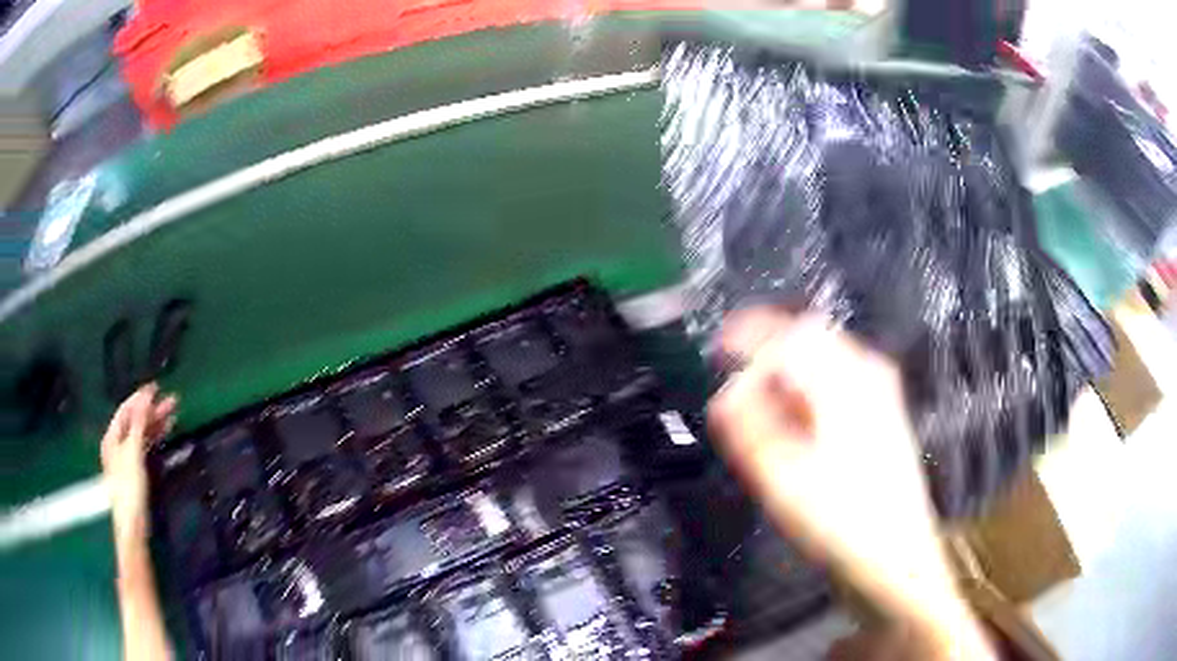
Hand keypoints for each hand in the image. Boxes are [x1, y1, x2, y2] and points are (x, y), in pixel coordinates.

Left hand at [100, 384, 176, 547]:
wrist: (133, 524)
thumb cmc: (129, 487)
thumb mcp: (133, 453)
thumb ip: (138, 424)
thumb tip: (145, 397)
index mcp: (112, 437)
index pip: (126, 410)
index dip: (140, 398)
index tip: (156, 387)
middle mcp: (118, 444)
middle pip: (135, 421)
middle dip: (152, 411)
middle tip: (172, 401)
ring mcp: (127, 458)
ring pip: (142, 433)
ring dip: (156, 423)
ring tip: (173, 414)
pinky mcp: (136, 470)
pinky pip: (145, 446)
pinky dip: (155, 437)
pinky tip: (165, 432)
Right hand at [708, 308, 992, 658]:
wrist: (896, 555)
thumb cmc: (842, 519)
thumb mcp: (784, 477)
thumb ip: (750, 427)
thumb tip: (725, 393)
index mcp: (847, 381)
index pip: (793, 333)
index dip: (750, 336)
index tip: (720, 349)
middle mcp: (868, 375)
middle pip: (810, 340)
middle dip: (769, 358)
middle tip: (740, 389)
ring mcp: (878, 393)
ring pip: (823, 362)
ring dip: (787, 377)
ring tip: (763, 413)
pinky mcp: (880, 414)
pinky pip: (835, 384)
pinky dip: (806, 394)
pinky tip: (796, 426)